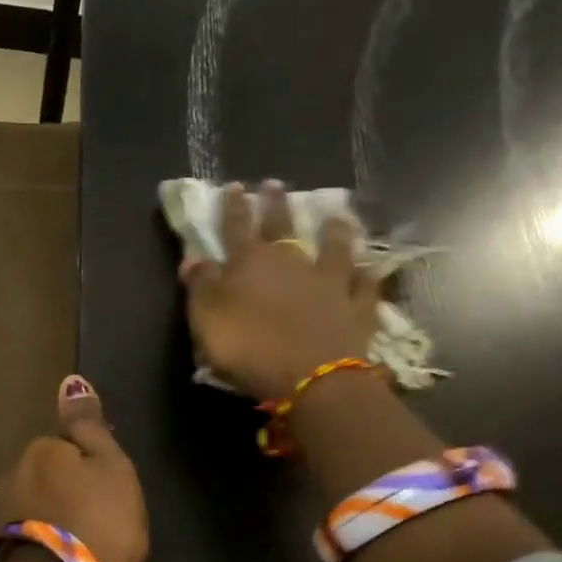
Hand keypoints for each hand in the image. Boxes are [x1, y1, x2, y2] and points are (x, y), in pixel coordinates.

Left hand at [0, 375, 148, 561]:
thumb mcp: (112, 467)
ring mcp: (3, 512)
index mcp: (42, 449)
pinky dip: (44, 538)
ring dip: (54, 514)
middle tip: (98, 517)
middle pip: (48, 473)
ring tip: (81, 541)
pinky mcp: (0, 548)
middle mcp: (13, 473)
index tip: (108, 492)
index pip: (68, 445)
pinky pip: (30, 531)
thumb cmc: (100, 521)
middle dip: (67, 488)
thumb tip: (70, 381)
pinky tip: (61, 557)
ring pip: (36, 502)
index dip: (91, 466)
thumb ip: (90, 426)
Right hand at [180, 180, 379, 402]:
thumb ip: (200, 285)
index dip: (233, 207)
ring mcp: (329, 281)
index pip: (236, 226)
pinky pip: (363, 285)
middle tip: (275, 184)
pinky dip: (365, 274)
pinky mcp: (356, 307)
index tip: (234, 187)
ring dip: (333, 230)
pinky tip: (368, 267)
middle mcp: (292, 262)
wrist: (310, 377)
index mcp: (250, 262)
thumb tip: (193, 256)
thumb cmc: (249, 348)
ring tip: (335, 214)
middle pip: (283, 226)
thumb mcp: (207, 318)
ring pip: (333, 247)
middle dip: (276, 204)